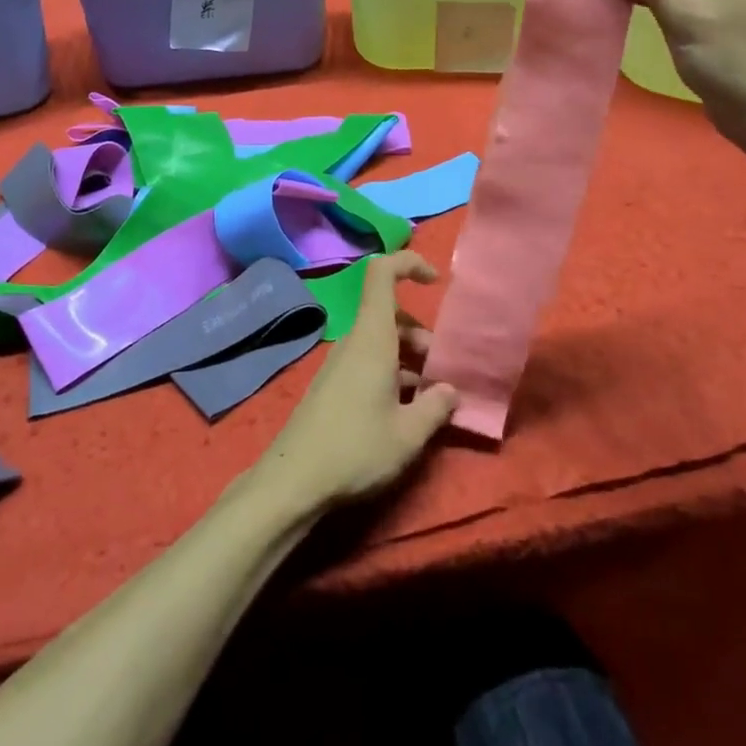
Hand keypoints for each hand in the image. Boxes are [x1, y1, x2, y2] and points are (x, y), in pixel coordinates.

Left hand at [252, 252, 458, 514]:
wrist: (294, 481)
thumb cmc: (356, 449)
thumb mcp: (409, 434)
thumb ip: (436, 407)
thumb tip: (451, 390)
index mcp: (372, 337)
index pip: (382, 273)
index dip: (409, 264)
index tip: (436, 281)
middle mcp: (355, 341)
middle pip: (391, 315)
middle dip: (422, 334)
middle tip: (444, 372)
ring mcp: (341, 363)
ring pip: (382, 342)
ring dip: (410, 359)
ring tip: (432, 398)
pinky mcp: (334, 386)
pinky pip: (370, 362)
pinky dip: (393, 374)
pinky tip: (406, 412)